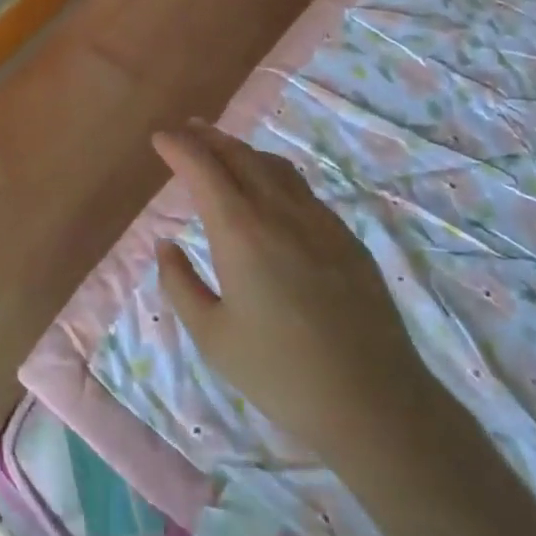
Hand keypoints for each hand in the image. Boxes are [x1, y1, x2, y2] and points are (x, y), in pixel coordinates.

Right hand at [153, 121, 436, 464]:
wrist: (375, 404)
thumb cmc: (280, 373)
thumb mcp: (212, 336)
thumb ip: (180, 284)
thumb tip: (166, 245)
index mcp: (239, 231)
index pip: (202, 168)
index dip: (177, 147)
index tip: (159, 138)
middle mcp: (278, 212)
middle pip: (239, 155)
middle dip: (208, 137)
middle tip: (186, 131)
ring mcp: (319, 221)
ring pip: (274, 166)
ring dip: (242, 151)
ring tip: (224, 151)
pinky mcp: (346, 239)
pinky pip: (302, 189)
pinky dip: (274, 174)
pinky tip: (271, 191)